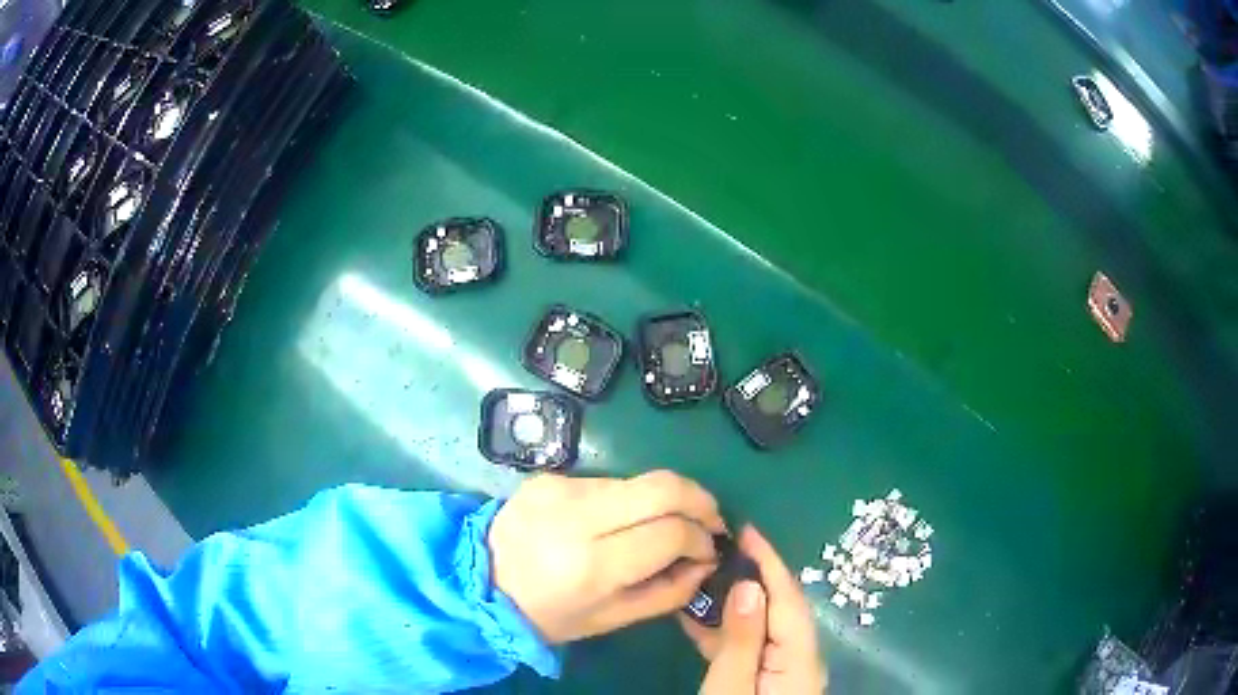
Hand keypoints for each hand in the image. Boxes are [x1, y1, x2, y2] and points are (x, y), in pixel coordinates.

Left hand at [488, 470, 726, 642]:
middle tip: (711, 520)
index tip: (708, 549)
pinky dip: (627, 501)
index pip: (670, 531)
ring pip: (639, 481)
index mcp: (591, 564)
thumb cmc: (549, 614)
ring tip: (662, 526)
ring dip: (663, 501)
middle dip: (700, 499)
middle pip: (663, 485)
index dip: (702, 538)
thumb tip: (706, 560)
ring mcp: (560, 488)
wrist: (480, 582)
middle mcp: (576, 516)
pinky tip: (617, 522)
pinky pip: (608, 482)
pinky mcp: (549, 476)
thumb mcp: (613, 618)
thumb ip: (669, 592)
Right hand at [681, 525, 827, 693]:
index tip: (744, 528)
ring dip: (735, 602)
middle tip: (716, 549)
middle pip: (780, 608)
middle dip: (752, 576)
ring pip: (764, 625)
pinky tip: (700, 619)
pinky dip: (729, 630)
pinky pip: (752, 645)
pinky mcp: (769, 681)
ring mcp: (785, 670)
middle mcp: (801, 657)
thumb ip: (742, 640)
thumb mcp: (730, 686)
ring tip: (702, 577)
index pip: (788, 597)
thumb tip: (749, 584)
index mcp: (801, 657)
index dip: (768, 560)